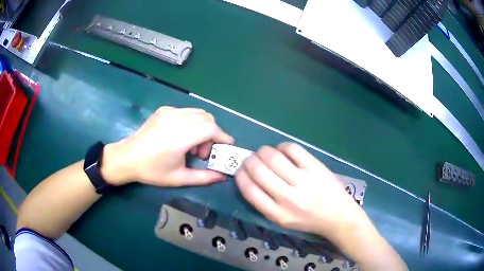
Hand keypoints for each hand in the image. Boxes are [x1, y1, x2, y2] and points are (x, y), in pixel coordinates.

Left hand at [102, 106, 233, 186]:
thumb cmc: (151, 171)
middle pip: (207, 118)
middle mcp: (175, 119)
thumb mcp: (179, 178)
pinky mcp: (164, 110)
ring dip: (203, 127)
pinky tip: (182, 136)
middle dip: (213, 134)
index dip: (223, 136)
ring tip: (192, 145)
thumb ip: (204, 177)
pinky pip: (187, 112)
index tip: (226, 146)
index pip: (210, 128)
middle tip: (204, 152)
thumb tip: (223, 176)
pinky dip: (192, 122)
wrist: (127, 158)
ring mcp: (168, 112)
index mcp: (179, 137)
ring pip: (198, 113)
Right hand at [235, 143, 366, 237]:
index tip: (240, 170)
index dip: (240, 176)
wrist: (338, 216)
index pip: (250, 190)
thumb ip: (264, 203)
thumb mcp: (282, 221)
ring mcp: (304, 180)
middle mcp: (289, 198)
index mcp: (278, 214)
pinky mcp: (315, 167)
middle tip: (251, 159)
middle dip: (249, 161)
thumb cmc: (308, 220)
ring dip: (263, 151)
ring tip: (263, 153)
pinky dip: (282, 146)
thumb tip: (249, 177)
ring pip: (274, 157)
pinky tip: (282, 151)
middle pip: (259, 171)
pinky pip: (292, 149)